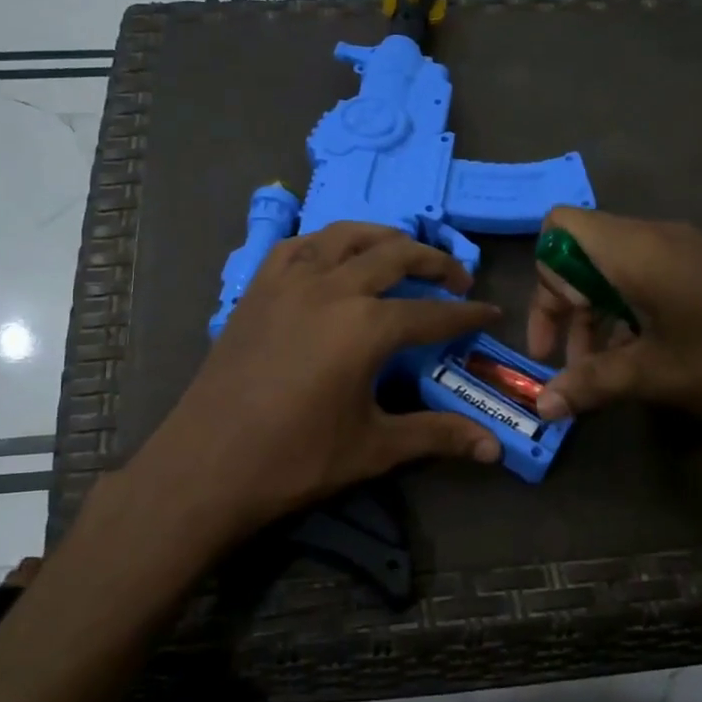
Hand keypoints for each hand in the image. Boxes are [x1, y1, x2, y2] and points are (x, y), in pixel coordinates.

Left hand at [134, 223, 503, 536]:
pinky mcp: (257, 289)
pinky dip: (326, 243)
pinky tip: (332, 258)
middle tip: (456, 279)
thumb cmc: (295, 460)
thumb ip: (437, 435)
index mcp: (366, 326)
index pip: (432, 313)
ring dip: (382, 238)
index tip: (491, 313)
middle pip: (395, 255)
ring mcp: (288, 282)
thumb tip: (495, 447)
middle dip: (434, 262)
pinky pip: (297, 246)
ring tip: (402, 252)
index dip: (467, 314)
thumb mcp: (374, 447)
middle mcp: (331, 288)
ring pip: (345, 236)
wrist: (206, 465)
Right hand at [526, 207, 701, 426]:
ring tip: (600, 372)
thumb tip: (541, 407)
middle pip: (582, 252)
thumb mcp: (654, 375)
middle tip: (567, 361)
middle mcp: (654, 238)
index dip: (544, 273)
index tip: (557, 325)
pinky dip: (627, 311)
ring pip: (613, 269)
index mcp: (634, 250)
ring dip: (595, 315)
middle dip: (564, 305)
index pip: (561, 227)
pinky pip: (645, 277)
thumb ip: (589, 384)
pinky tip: (638, 359)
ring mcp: (683, 251)